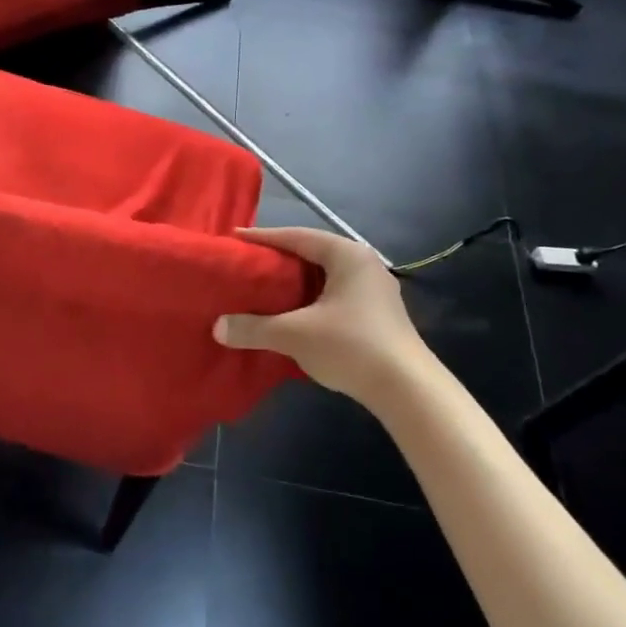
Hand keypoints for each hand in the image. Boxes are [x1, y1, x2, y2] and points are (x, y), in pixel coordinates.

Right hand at [214, 227, 429, 400]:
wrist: (408, 390)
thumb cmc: (351, 346)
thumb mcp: (294, 335)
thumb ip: (253, 328)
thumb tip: (217, 327)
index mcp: (347, 255)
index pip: (296, 237)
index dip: (263, 238)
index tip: (234, 240)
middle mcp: (363, 265)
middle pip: (311, 254)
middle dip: (277, 260)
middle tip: (245, 265)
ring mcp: (374, 290)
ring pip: (322, 278)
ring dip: (293, 284)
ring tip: (262, 289)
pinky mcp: (376, 315)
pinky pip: (332, 296)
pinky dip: (308, 301)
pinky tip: (290, 315)